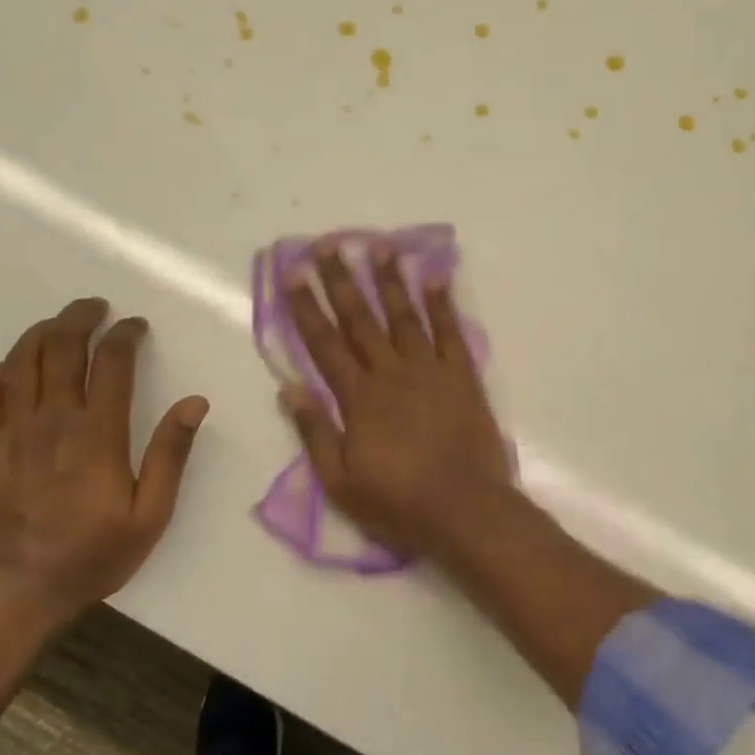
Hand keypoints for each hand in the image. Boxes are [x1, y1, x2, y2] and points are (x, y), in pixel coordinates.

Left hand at [0, 298, 208, 620]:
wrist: (22, 591)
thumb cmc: (95, 553)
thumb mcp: (151, 513)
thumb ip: (171, 454)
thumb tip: (194, 402)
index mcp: (97, 435)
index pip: (110, 363)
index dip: (124, 335)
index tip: (137, 326)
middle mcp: (52, 422)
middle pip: (60, 349)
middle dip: (79, 318)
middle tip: (97, 307)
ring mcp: (13, 434)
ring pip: (21, 363)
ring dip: (40, 333)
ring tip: (60, 324)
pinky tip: (13, 368)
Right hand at [280, 240, 512, 557]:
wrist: (466, 510)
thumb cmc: (398, 502)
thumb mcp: (340, 482)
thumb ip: (315, 432)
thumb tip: (289, 388)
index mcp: (359, 398)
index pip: (325, 344)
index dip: (306, 307)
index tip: (293, 274)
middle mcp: (392, 373)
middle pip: (360, 319)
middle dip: (341, 280)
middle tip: (327, 244)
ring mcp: (430, 371)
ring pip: (404, 316)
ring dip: (389, 280)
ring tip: (378, 245)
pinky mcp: (463, 377)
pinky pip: (450, 332)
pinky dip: (442, 303)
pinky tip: (435, 276)